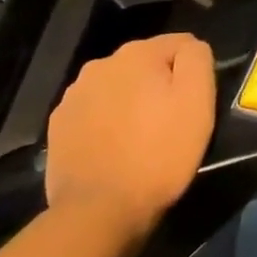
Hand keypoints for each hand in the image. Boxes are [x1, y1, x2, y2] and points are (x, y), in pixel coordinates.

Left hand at [45, 33, 215, 222]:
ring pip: (117, 87)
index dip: (192, 72)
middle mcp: (101, 64)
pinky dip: (106, 122)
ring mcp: (74, 96)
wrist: (98, 212)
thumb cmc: (158, 154)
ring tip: (139, 138)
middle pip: (145, 64)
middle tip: (168, 122)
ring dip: (130, 102)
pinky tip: (113, 149)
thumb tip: (190, 47)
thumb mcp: (198, 101)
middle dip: (158, 84)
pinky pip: (94, 112)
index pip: (180, 44)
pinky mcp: (58, 126)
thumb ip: (197, 58)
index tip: (193, 104)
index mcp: (138, 53)